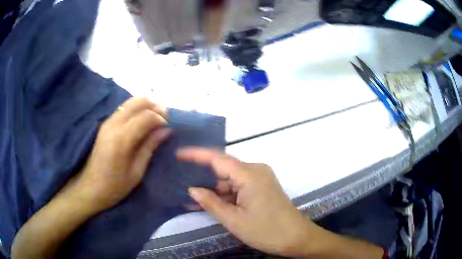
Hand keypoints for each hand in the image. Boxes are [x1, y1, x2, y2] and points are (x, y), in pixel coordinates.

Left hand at [63, 97, 170, 213]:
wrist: (91, 187)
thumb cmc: (115, 186)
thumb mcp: (136, 171)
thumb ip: (150, 147)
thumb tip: (166, 130)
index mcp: (122, 139)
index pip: (146, 116)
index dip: (161, 118)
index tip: (169, 126)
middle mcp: (114, 124)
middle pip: (138, 102)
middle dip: (154, 106)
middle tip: (165, 118)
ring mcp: (108, 122)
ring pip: (130, 102)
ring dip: (145, 106)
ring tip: (155, 118)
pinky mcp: (105, 124)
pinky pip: (124, 109)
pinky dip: (136, 109)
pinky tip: (142, 121)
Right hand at [176, 148, 316, 256]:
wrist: (296, 237)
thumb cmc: (266, 230)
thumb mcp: (234, 220)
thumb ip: (211, 202)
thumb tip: (192, 189)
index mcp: (249, 174)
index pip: (217, 158)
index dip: (196, 154)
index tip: (179, 153)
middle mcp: (255, 170)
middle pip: (223, 169)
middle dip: (203, 179)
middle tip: (181, 184)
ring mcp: (260, 178)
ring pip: (230, 179)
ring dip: (214, 190)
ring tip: (192, 200)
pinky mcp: (262, 186)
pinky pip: (239, 186)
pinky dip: (226, 194)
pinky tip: (211, 203)